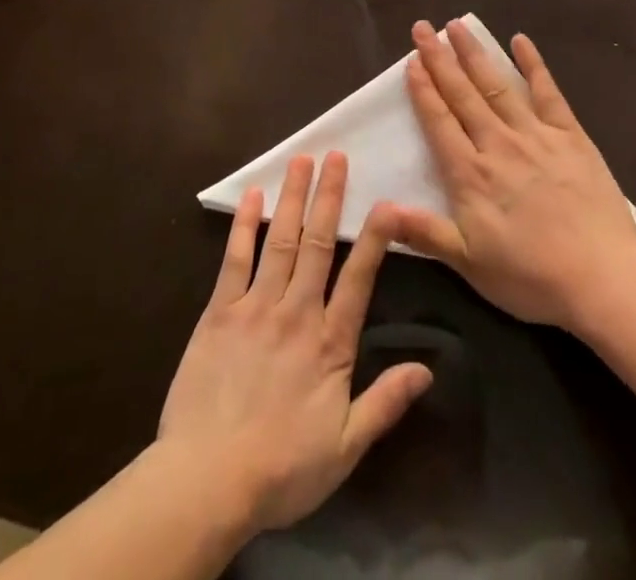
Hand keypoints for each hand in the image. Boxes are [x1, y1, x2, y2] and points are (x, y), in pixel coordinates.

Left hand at [157, 152, 431, 535]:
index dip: (375, 238)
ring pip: (281, 240)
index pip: (359, 279)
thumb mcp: (345, 448)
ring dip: (293, 198)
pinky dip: (245, 225)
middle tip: (337, 155)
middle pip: (319, 244)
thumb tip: (428, 369)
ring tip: (302, 160)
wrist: (208, 480)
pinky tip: (252, 196)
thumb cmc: (282, 469)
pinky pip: (235, 259)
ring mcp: (256, 306)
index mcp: (330, 343)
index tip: (386, 202)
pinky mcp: (220, 311)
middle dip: (329, 197)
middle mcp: (297, 312)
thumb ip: (385, 403)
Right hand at [389, 19, 635, 330]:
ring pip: (497, 85)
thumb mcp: (470, 263)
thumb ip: (425, 232)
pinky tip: (520, 41)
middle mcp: (498, 144)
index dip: (423, 89)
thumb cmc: (531, 276)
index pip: (440, 121)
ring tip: (457, 25)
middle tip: (423, 28)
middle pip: (462, 94)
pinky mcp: (569, 136)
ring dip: (475, 54)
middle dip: (440, 59)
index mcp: (471, 174)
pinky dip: (533, 65)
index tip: (411, 61)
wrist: (601, 278)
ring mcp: (535, 136)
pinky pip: (548, 93)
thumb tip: (380, 211)